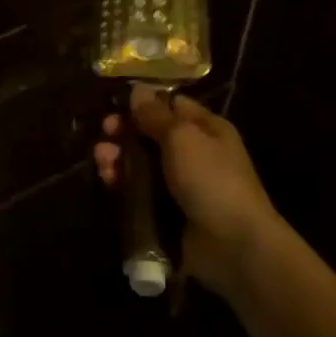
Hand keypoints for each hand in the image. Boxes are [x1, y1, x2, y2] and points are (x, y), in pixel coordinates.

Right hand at [93, 86, 280, 295]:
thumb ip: (155, 114)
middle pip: (151, 135)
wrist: (233, 247)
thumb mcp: (182, 137)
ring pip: (142, 164)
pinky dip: (123, 185)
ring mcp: (180, 186)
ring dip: (119, 158)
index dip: (145, 103)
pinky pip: (140, 193)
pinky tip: (108, 180)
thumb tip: (138, 89)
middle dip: (126, 132)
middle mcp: (194, 154)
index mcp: (206, 129)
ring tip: (103, 159)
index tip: (118, 104)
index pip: (172, 106)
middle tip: (105, 132)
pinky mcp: (167, 214)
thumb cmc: (211, 179)